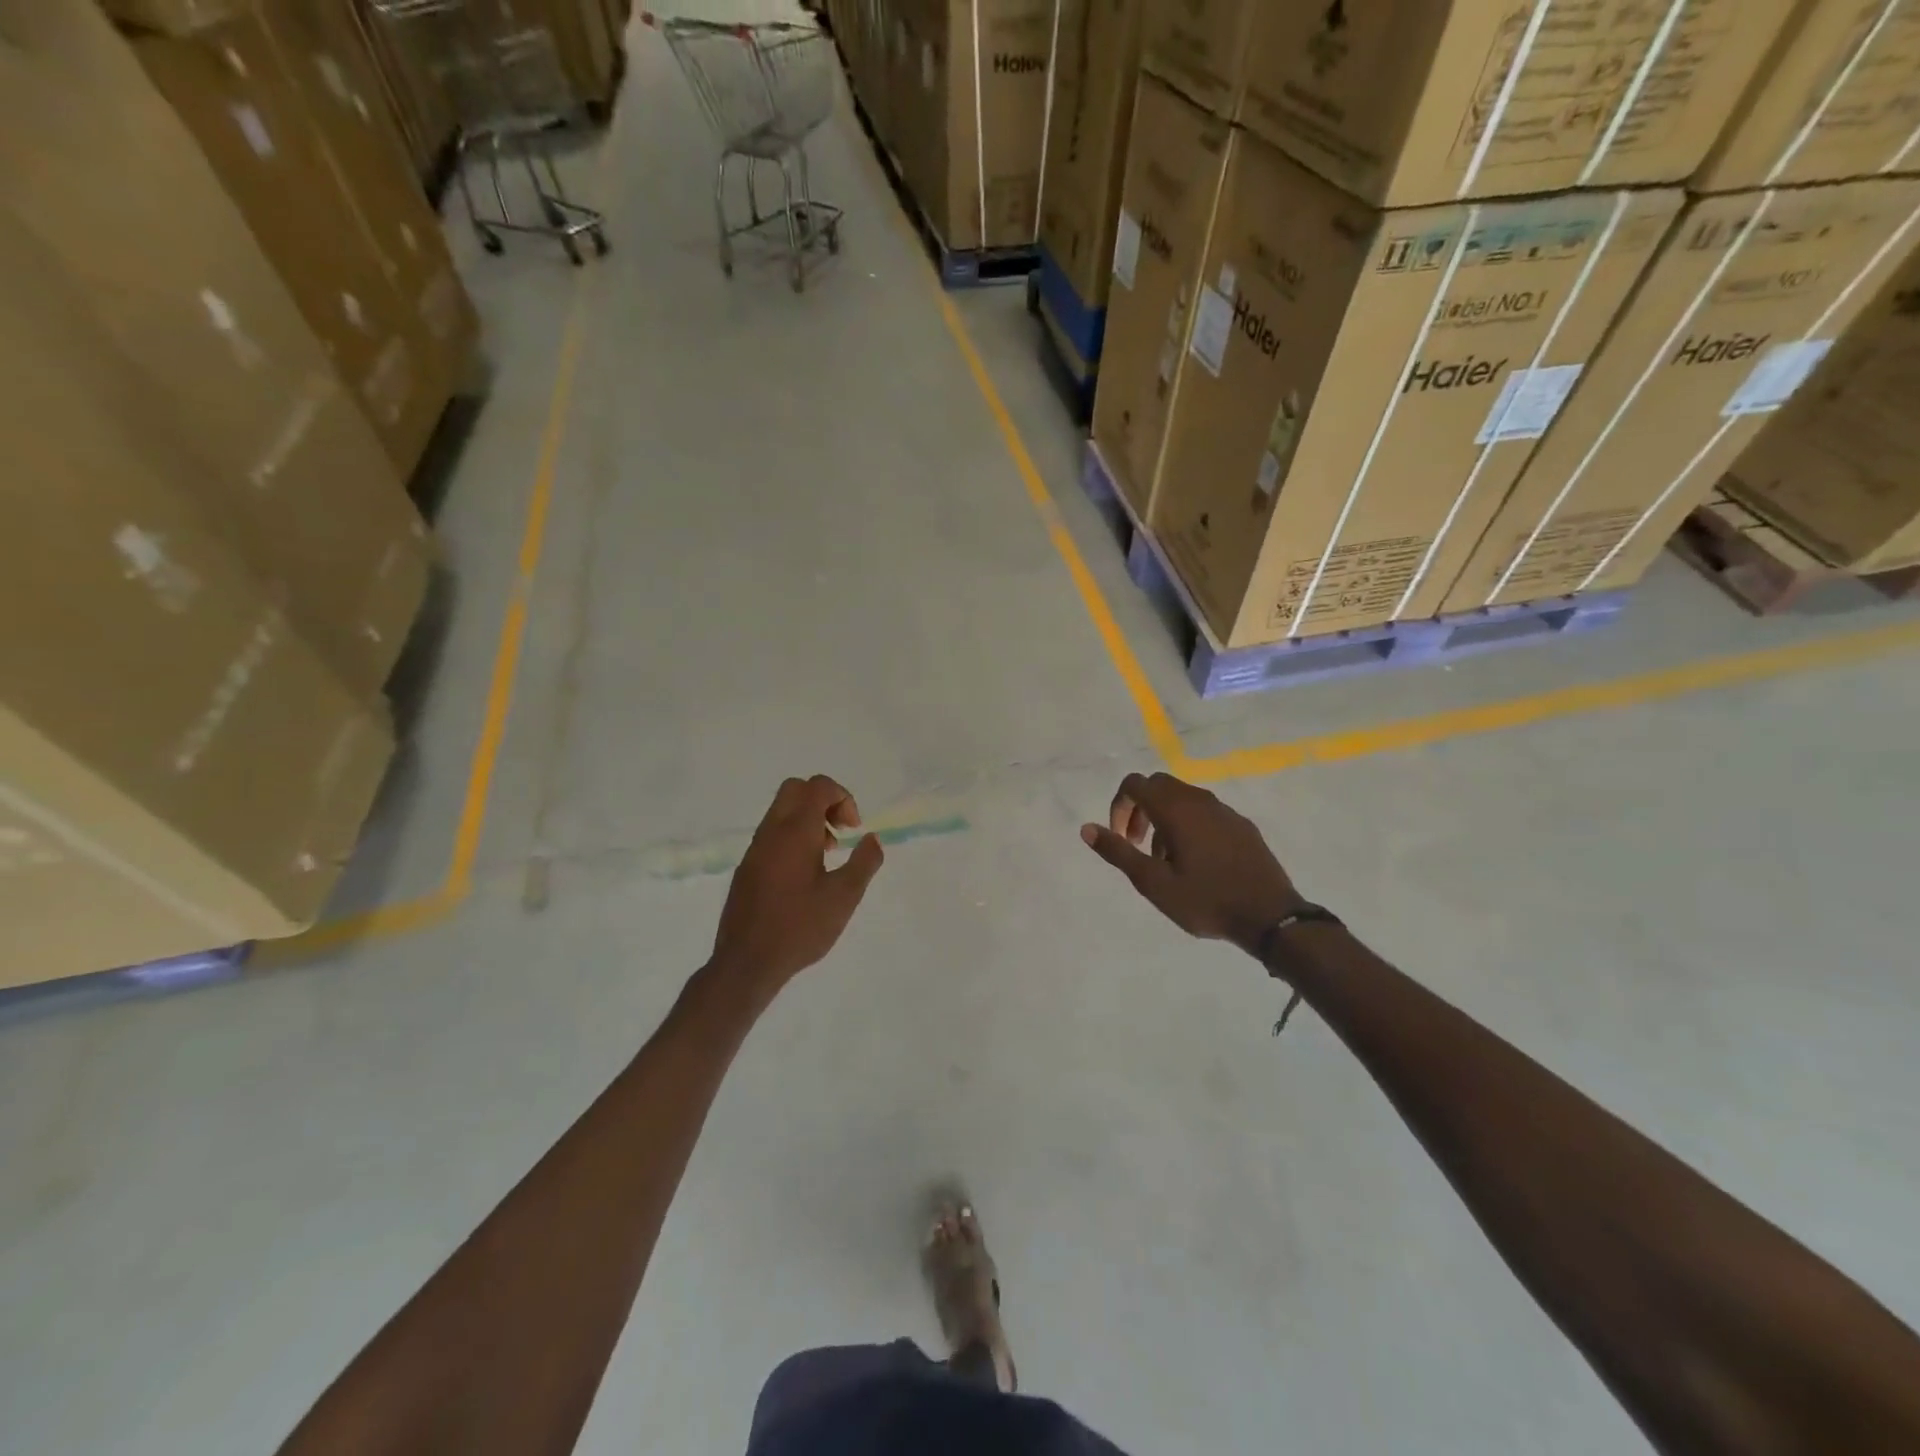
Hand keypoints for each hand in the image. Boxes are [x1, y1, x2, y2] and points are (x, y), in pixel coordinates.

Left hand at [711, 775, 883, 995]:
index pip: (817, 786)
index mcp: (794, 832)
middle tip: (841, 831)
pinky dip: (793, 837)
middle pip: (795, 789)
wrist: (746, 962)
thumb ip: (864, 863)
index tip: (854, 829)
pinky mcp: (747, 868)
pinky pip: (772, 834)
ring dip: (808, 820)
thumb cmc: (800, 927)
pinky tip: (806, 875)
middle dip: (823, 800)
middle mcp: (771, 832)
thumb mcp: (844, 897)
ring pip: (781, 811)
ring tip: (828, 855)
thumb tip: (873, 839)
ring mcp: (755, 849)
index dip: (842, 797)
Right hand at [1081, 772, 1302, 954]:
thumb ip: (1118, 852)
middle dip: (1140, 809)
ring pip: (1182, 799)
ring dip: (1164, 819)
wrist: (1271, 916)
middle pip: (1158, 786)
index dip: (1119, 805)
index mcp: (1176, 809)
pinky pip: (1205, 812)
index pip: (1135, 784)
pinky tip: (1196, 862)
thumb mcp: (1153, 883)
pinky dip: (1188, 825)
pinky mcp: (1242, 825)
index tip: (1121, 838)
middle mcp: (1199, 800)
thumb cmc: (1206, 900)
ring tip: (1165, 860)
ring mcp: (1224, 811)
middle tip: (1137, 845)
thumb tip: (1086, 828)